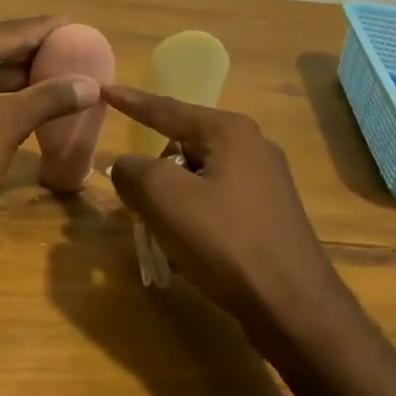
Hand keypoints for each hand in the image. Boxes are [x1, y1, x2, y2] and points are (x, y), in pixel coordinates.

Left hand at [0, 18, 99, 227]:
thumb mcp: (7, 125)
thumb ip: (48, 99)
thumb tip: (91, 85)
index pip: (8, 32)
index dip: (45, 31)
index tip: (77, 26)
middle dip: (33, 55)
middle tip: (75, 52)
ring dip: (17, 78)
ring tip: (60, 77)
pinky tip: (29, 103)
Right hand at [104, 84, 349, 336]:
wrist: (292, 304)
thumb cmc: (225, 242)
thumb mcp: (164, 199)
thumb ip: (133, 171)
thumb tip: (126, 167)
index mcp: (228, 132)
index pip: (167, 109)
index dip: (131, 102)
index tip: (104, 91)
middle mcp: (252, 147)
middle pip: (182, 146)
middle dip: (154, 172)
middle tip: (139, 204)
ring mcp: (266, 182)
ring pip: (198, 177)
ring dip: (173, 200)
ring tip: (164, 234)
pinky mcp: (269, 214)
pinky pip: (217, 202)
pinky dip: (194, 217)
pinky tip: (190, 249)